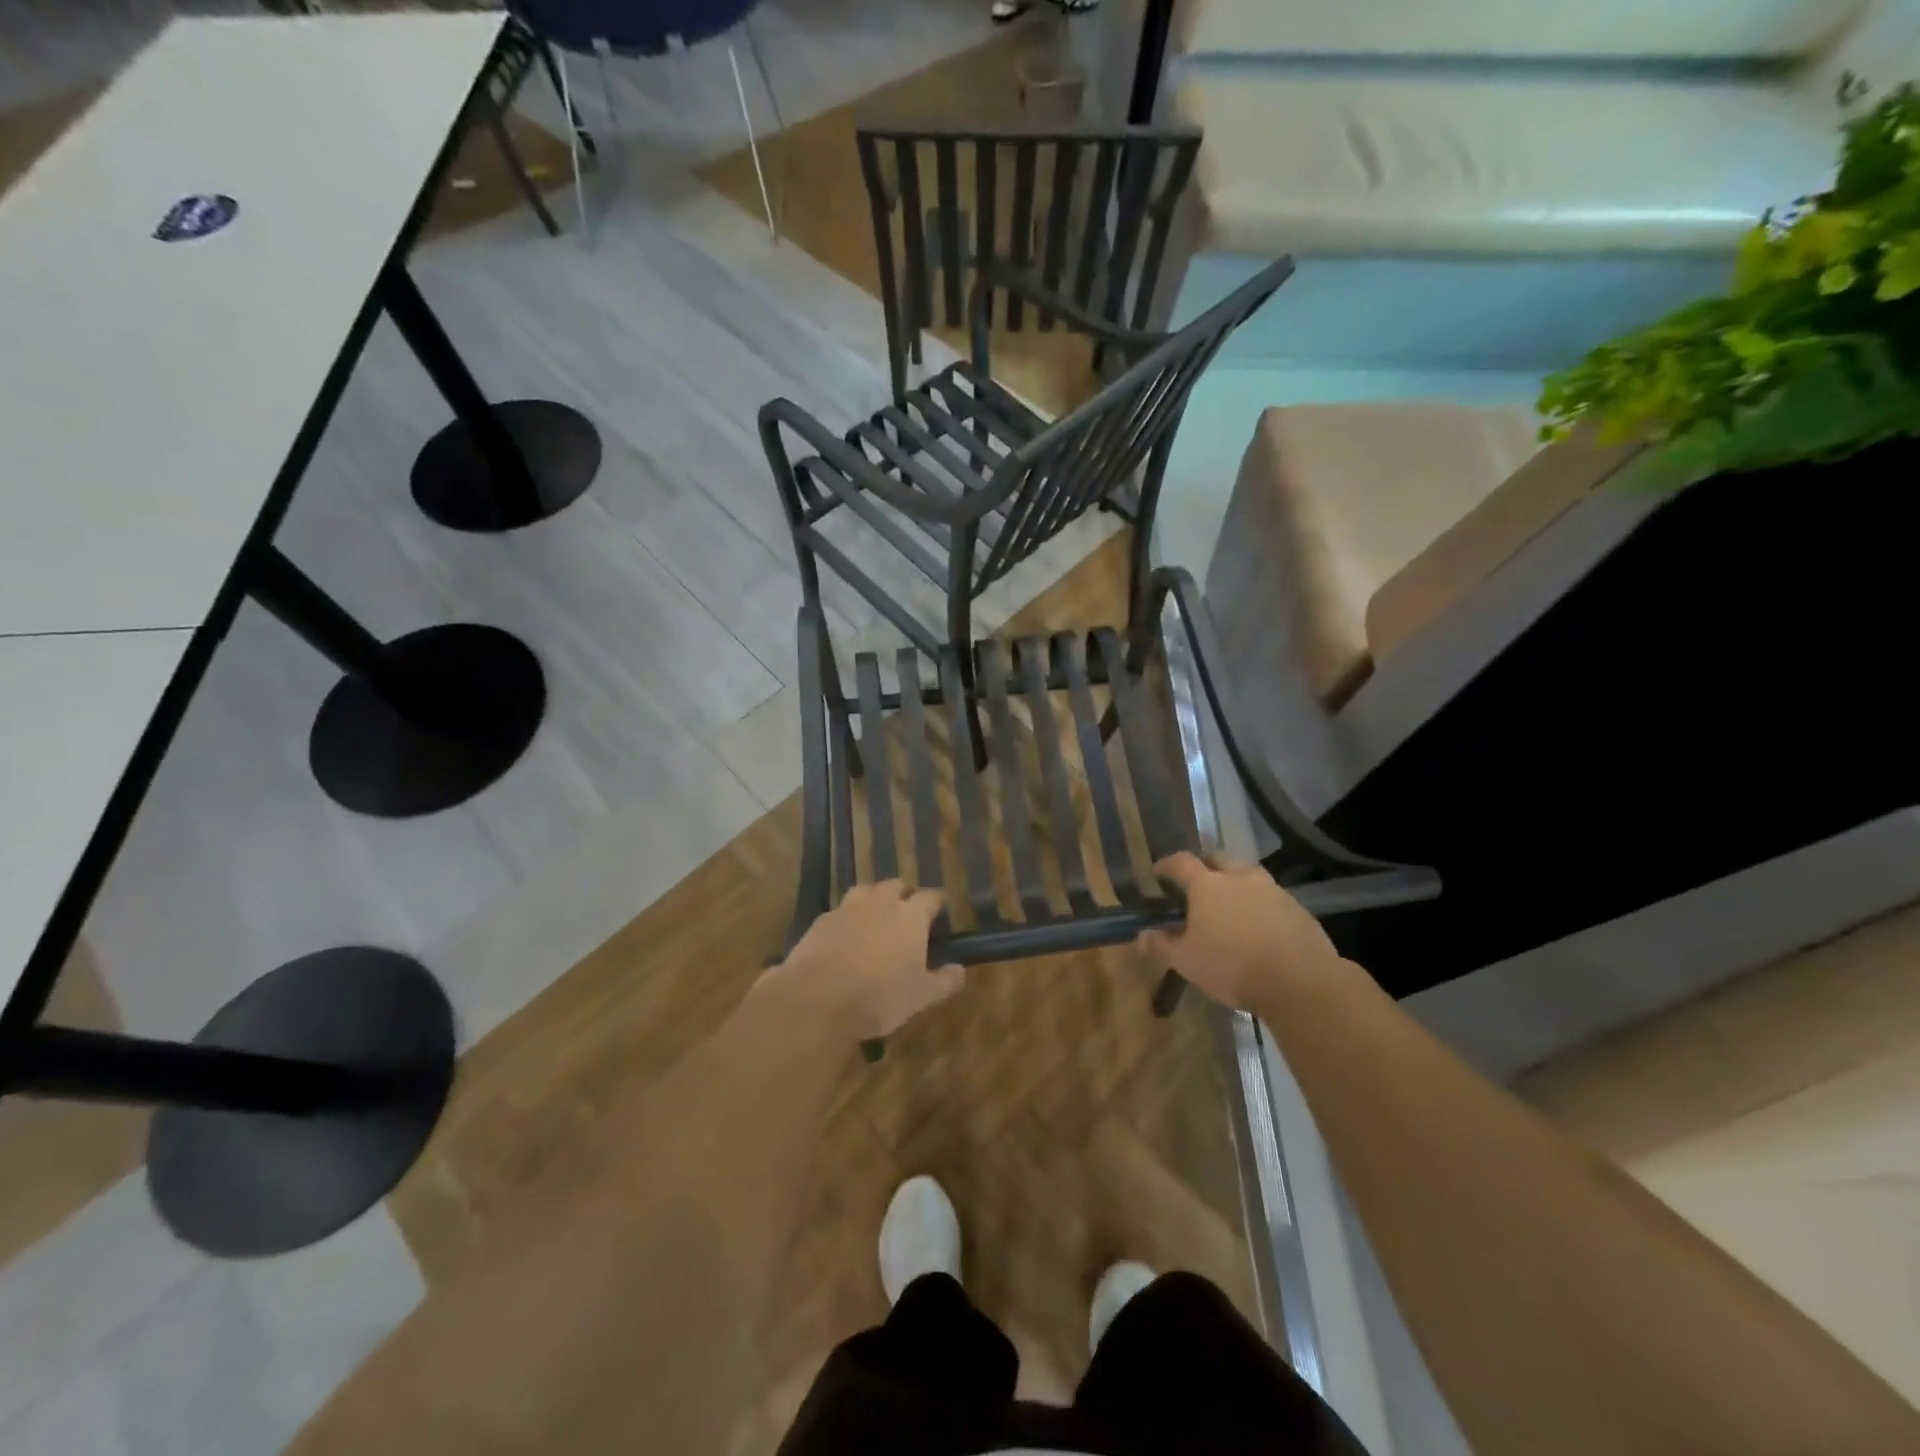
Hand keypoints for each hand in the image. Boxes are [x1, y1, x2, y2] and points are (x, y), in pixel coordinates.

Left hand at [771, 881, 964, 1040]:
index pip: (930, 897)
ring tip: (875, 919)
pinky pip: (840, 911)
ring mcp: (848, 908)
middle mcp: (881, 902)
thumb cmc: (879, 996)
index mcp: (911, 915)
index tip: (938, 913)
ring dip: (874, 900)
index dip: (936, 903)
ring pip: (866, 891)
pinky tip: (845, 937)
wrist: (817, 999)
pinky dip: (847, 919)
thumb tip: (960, 970)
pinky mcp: (821, 920)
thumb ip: (944, 981)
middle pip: (896, 886)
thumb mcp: (920, 997)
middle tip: (906, 916)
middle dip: (903, 895)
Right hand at [1140, 852, 1341, 1011]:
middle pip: (1218, 857)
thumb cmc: (1232, 966)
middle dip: (1205, 865)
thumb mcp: (1186, 961)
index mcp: (1207, 885)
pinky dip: (1259, 903)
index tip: (1158, 872)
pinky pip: (1271, 896)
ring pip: (1248, 874)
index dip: (1167, 865)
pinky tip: (1258, 924)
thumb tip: (1143, 934)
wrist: (1300, 981)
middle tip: (1197, 883)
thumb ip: (1162, 945)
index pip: (1181, 862)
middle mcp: (1239, 877)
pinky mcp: (1297, 908)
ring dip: (1236, 882)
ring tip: (1229, 903)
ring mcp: (1272, 889)